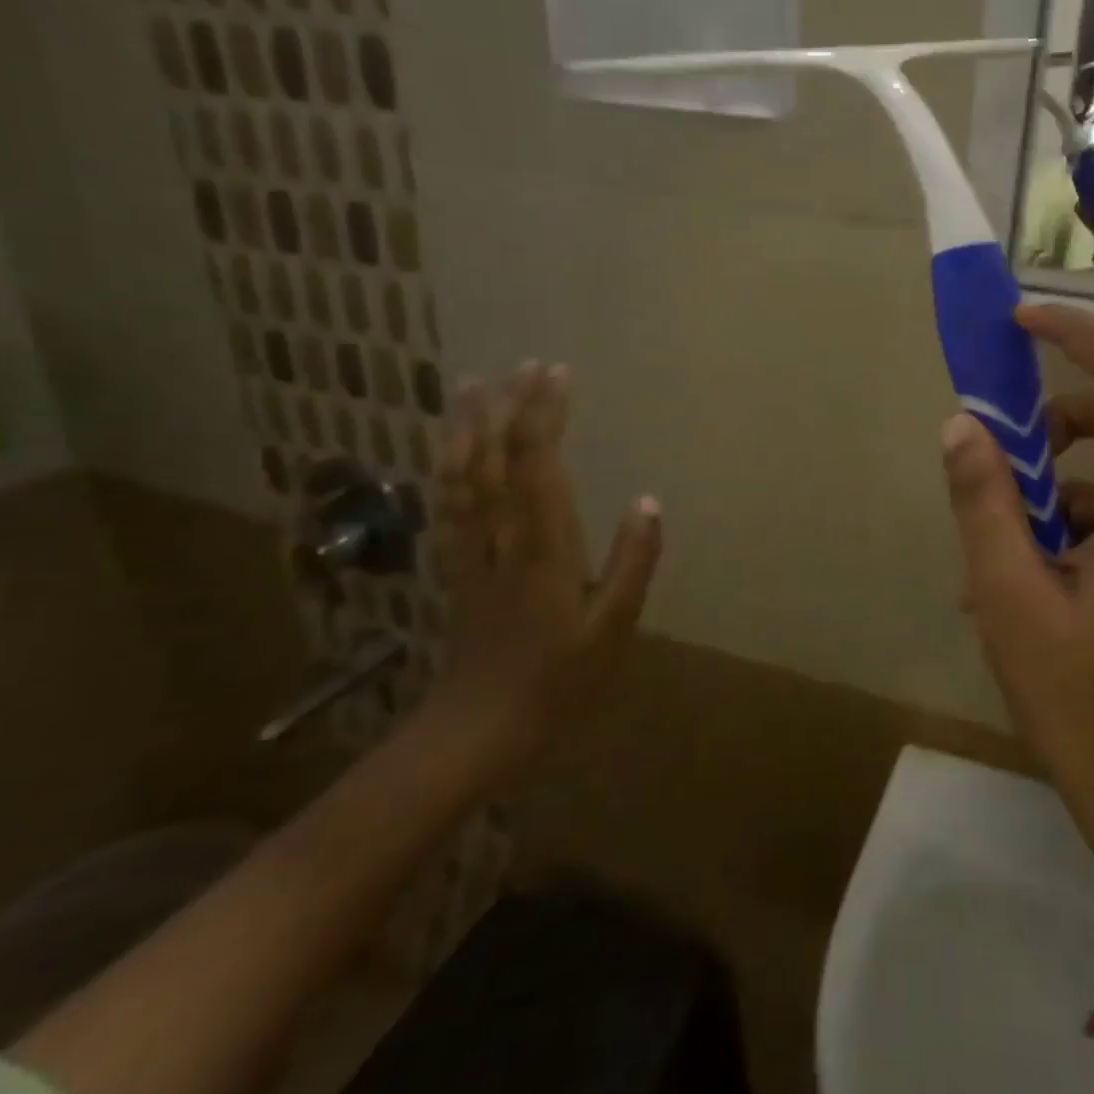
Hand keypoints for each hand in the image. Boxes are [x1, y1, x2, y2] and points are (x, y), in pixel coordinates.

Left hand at [431, 362, 661, 771]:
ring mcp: (470, 549)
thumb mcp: (612, 627)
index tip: (558, 374)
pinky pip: (446, 502)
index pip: (537, 463)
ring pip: (461, 473)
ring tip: (474, 385)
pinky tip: (449, 446)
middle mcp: (499, 536)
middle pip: (494, 457)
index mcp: (541, 546)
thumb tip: (648, 502)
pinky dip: (445, 465)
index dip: (544, 414)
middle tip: (526, 364)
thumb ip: (633, 562)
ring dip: (468, 425)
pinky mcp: (455, 565)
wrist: (479, 728)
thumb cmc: (558, 680)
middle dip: (508, 406)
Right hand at [941, 305, 1093, 949]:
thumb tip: (960, 425)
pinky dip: (1065, 519)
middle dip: (1049, 422)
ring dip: (1050, 479)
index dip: (1078, 334)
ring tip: (993, 540)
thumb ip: (984, 503)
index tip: (1019, 325)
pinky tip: (1020, 576)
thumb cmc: (1084, 706)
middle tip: (992, 458)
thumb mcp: (1010, 601)